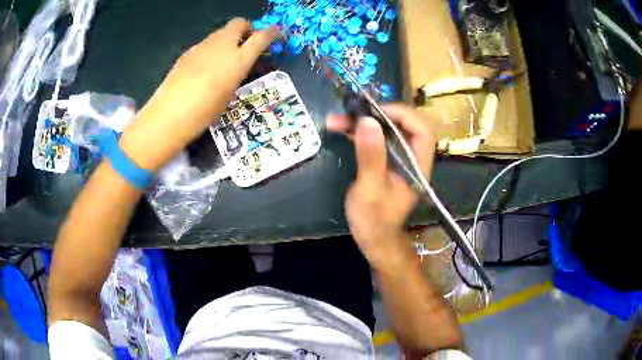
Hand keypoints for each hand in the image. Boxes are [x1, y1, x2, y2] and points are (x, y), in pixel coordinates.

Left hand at [120, 18, 278, 170]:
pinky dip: (211, 49)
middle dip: (247, 29)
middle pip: (239, 24)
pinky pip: (205, 44)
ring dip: (228, 39)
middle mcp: (223, 46)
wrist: (170, 114)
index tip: (276, 36)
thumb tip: (237, 65)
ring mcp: (203, 46)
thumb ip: (236, 73)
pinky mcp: (188, 52)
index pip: (262, 36)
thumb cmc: (204, 112)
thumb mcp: (229, 94)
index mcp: (238, 59)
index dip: (272, 33)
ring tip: (223, 59)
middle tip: (246, 43)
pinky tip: (204, 68)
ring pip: (221, 33)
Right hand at [327, 104, 434, 267]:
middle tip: (353, 112)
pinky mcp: (387, 161)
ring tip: (339, 120)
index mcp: (417, 166)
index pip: (421, 131)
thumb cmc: (374, 220)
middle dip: (378, 115)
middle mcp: (412, 158)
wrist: (373, 238)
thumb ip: (371, 157)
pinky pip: (377, 139)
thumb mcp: (370, 189)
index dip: (402, 115)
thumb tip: (368, 121)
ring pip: (388, 131)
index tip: (376, 112)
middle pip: (404, 125)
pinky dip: (361, 132)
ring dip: (365, 122)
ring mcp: (399, 159)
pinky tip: (343, 129)